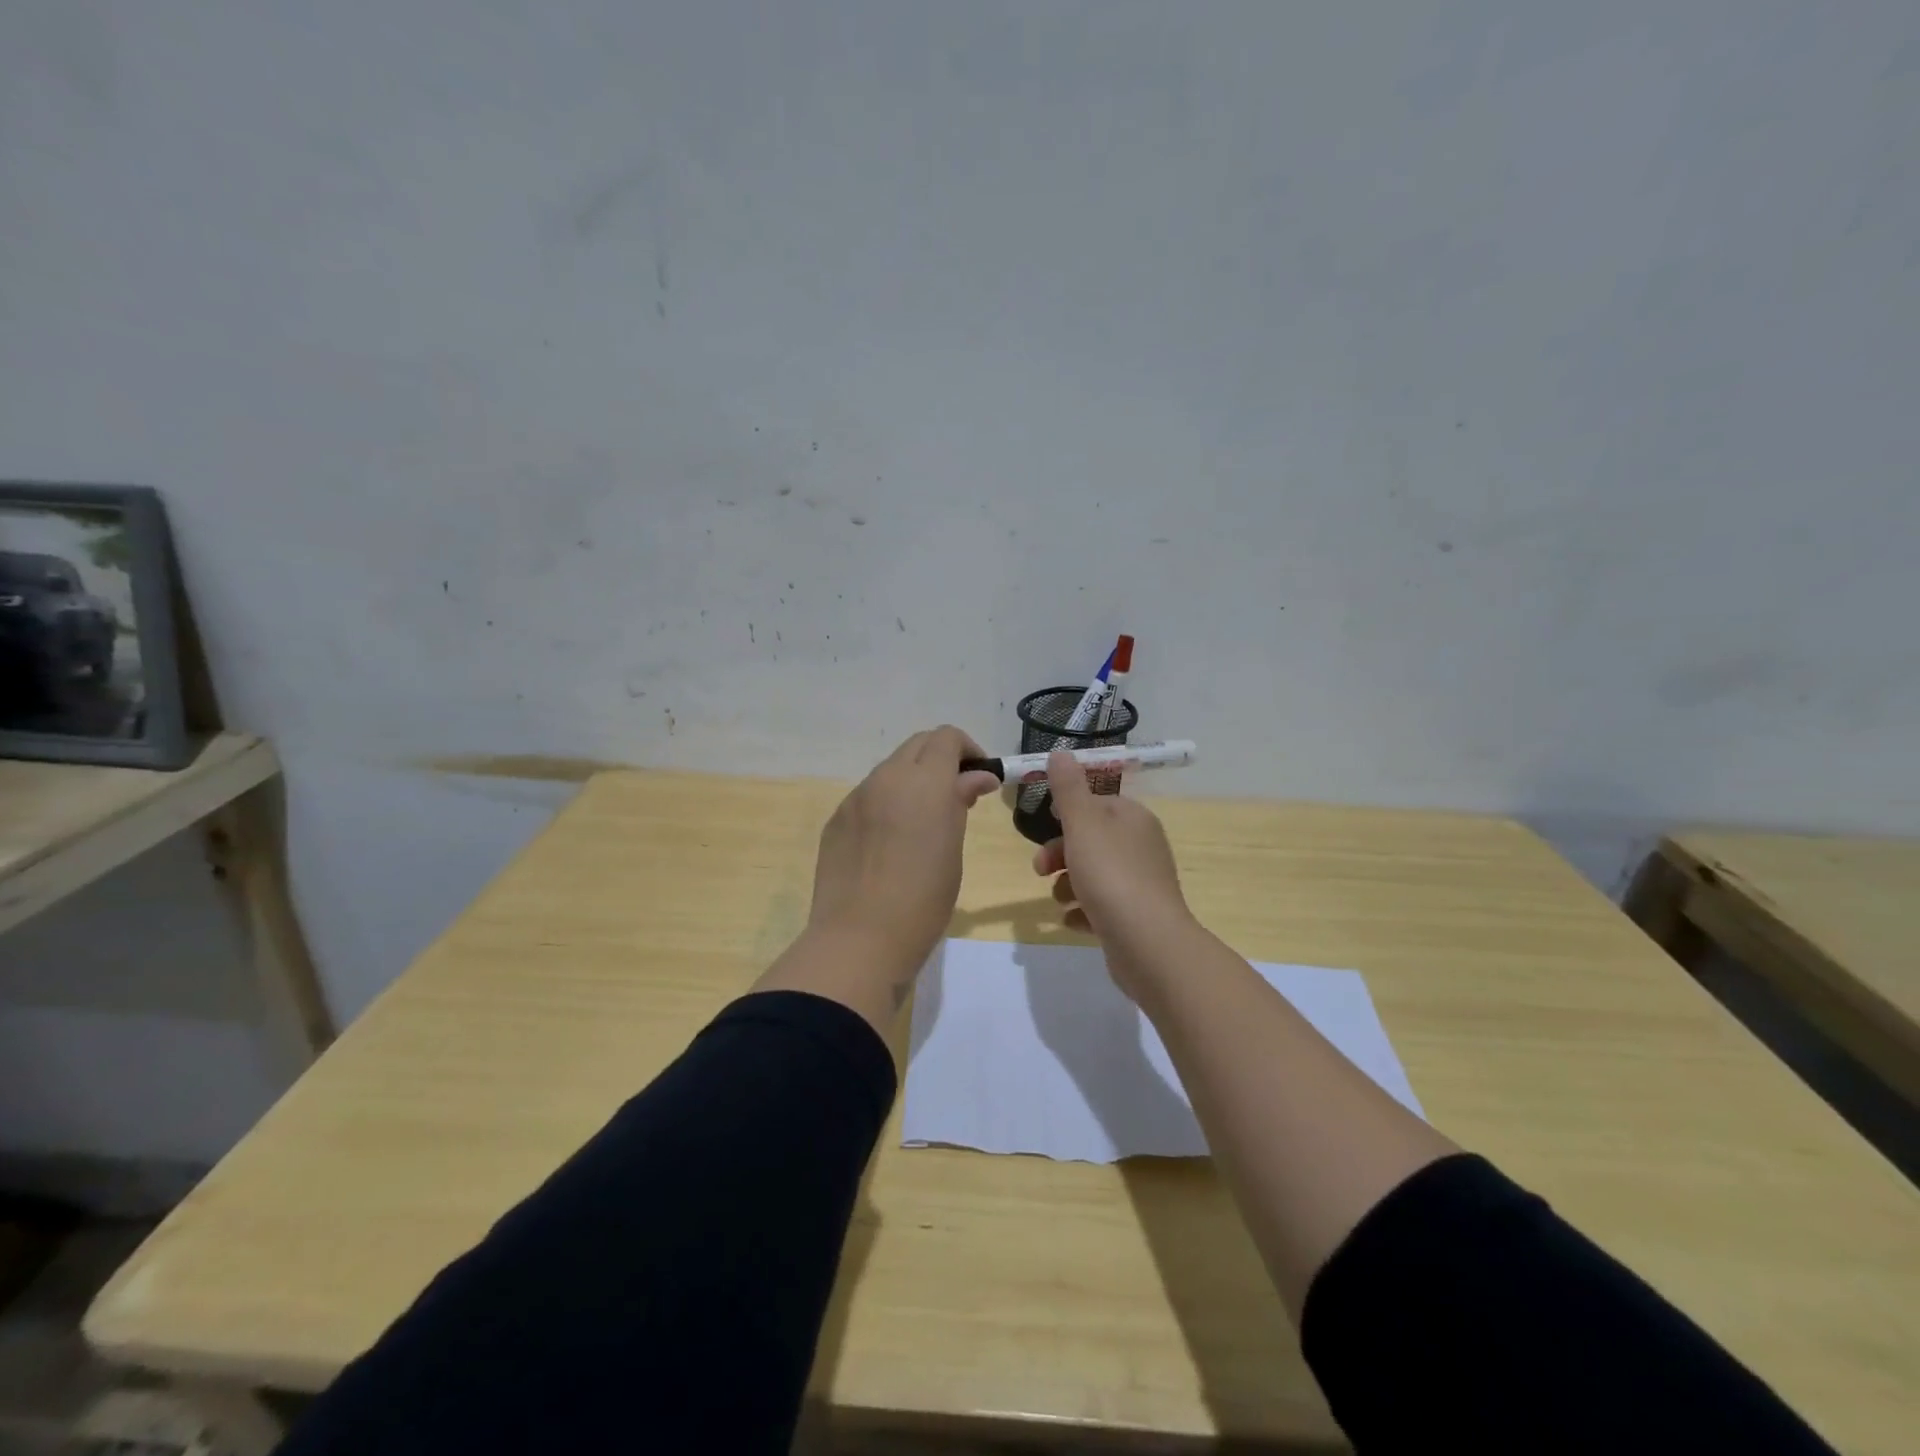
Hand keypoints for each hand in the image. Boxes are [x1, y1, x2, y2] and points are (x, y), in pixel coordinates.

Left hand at [808, 726, 1001, 982]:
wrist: (861, 939)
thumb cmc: (924, 898)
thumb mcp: (953, 848)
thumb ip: (960, 802)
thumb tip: (976, 777)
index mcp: (923, 781)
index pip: (946, 737)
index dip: (967, 750)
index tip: (980, 778)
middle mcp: (886, 778)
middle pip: (916, 745)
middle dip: (940, 759)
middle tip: (957, 794)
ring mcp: (856, 798)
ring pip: (890, 770)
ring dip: (912, 781)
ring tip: (923, 822)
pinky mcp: (836, 820)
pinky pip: (868, 797)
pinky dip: (887, 803)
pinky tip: (890, 843)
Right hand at [1033, 749, 1193, 996]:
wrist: (1147, 944)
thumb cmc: (1111, 875)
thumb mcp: (1082, 824)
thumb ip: (1068, 788)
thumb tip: (1060, 752)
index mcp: (1133, 819)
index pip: (1097, 804)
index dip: (1068, 814)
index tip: (1045, 826)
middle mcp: (1141, 847)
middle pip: (1091, 841)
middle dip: (1060, 854)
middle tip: (1040, 870)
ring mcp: (1141, 885)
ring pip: (1094, 875)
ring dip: (1068, 885)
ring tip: (1060, 900)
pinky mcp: (1135, 918)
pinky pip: (1102, 908)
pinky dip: (1083, 912)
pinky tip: (1071, 921)